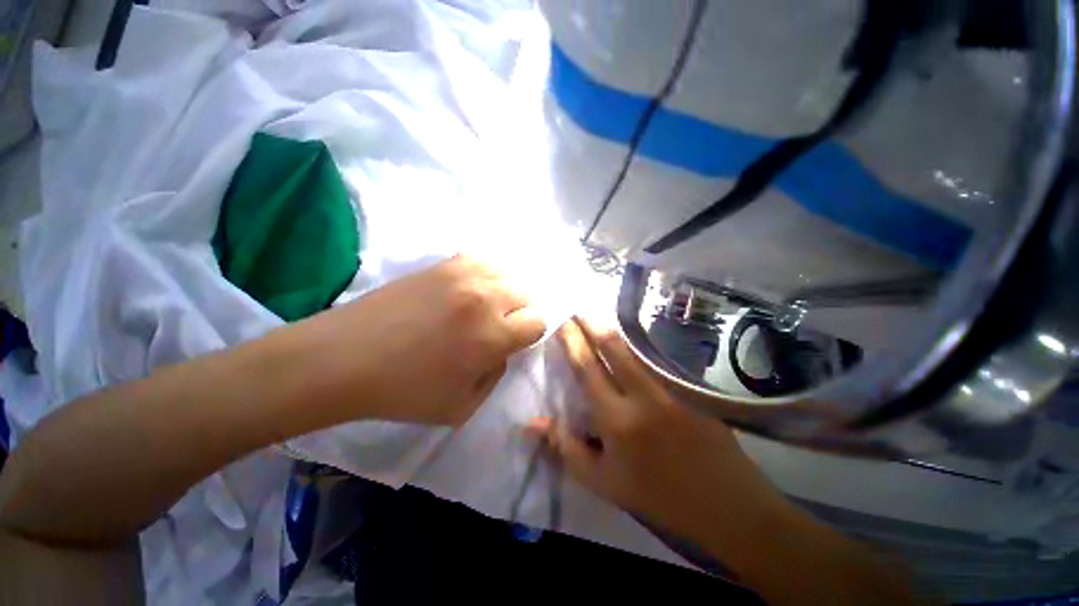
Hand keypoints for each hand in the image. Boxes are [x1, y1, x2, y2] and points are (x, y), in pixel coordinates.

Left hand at [302, 255, 546, 426]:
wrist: (343, 359)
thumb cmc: (403, 391)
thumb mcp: (461, 407)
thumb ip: (495, 376)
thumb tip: (502, 350)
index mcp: (493, 336)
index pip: (537, 321)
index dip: (530, 333)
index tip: (515, 340)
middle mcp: (485, 299)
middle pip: (527, 292)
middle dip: (521, 310)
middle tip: (500, 324)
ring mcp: (463, 276)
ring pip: (507, 272)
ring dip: (505, 290)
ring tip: (487, 304)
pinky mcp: (442, 265)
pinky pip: (481, 259)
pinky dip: (485, 273)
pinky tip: (471, 287)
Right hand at [529, 317, 788, 539]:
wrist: (728, 507)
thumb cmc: (658, 498)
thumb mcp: (603, 483)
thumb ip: (566, 447)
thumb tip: (533, 422)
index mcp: (617, 418)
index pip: (587, 368)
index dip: (572, 341)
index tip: (562, 322)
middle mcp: (643, 394)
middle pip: (612, 346)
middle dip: (591, 323)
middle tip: (577, 310)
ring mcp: (671, 387)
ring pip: (635, 348)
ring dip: (613, 331)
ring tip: (597, 320)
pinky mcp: (691, 387)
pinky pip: (656, 359)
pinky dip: (636, 346)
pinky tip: (629, 343)